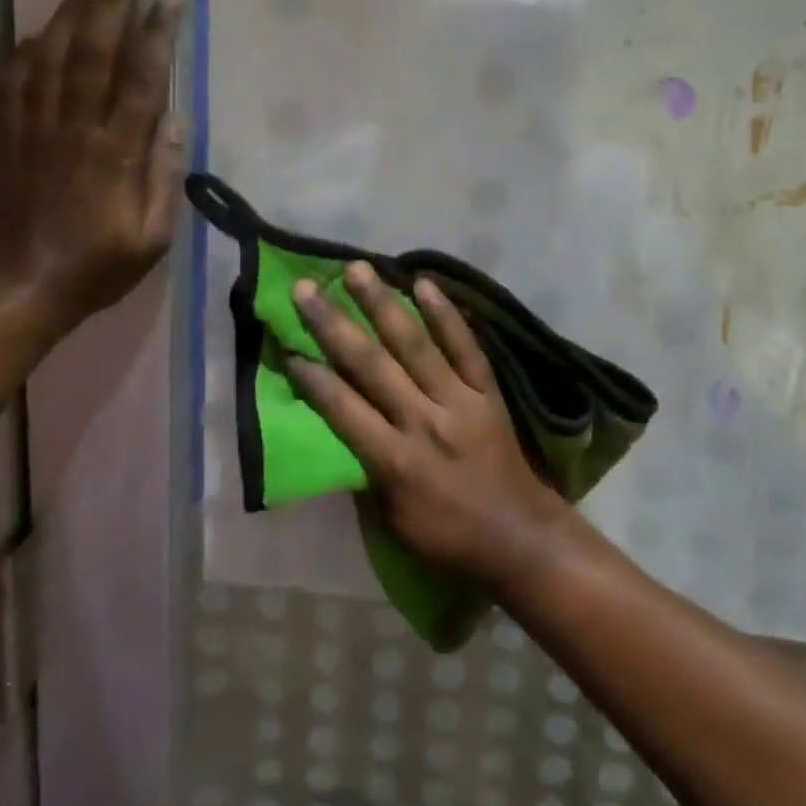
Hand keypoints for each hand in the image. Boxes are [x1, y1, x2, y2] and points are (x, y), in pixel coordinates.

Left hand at [0, 0, 183, 334]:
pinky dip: (22, 51)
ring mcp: (33, 131)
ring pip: (49, 58)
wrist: (22, 288)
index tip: (169, 1)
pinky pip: (10, 83)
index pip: (140, 80)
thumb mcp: (152, 238)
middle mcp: (73, 130)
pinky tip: (35, 29)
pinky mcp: (5, 139)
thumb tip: (177, 120)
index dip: (156, 35)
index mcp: (115, 154)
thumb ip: (165, 178)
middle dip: (110, 6)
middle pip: (92, 54)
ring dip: (69, 16)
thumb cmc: (98, 267)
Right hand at [286, 263, 572, 586]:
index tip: (287, 347)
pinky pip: (465, 346)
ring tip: (358, 269)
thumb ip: (366, 473)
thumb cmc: (447, 537)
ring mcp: (458, 401)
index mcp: (394, 460)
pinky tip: (425, 282)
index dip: (313, 378)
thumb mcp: (392, 522)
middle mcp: (422, 421)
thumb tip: (340, 432)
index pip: (343, 409)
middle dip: (333, 324)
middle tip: (305, 288)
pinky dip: (446, 314)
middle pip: (370, 365)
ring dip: (383, 303)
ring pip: (414, 344)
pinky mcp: (486, 390)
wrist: (518, 537)